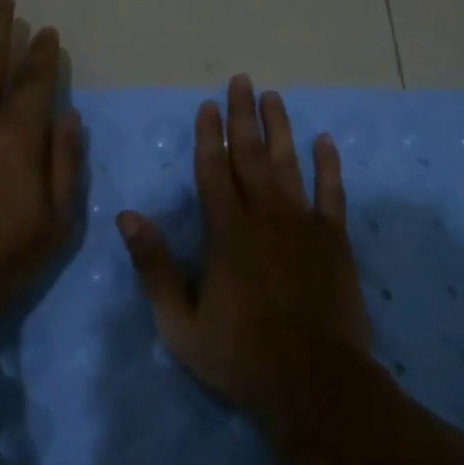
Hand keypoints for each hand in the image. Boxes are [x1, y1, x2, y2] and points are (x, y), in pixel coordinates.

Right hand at [115, 75, 374, 425]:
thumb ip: (155, 267)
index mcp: (226, 234)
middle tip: (241, 81)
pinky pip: (333, 193)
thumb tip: (128, 217)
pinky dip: (329, 165)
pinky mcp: (335, 240)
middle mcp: (265, 217)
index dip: (208, 136)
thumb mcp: (180, 323)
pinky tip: (325, 141)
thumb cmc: (240, 356)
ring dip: (281, 129)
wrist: (314, 383)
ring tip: (274, 97)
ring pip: (289, 165)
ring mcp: (304, 225)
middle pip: (251, 156)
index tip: (207, 105)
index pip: (213, 171)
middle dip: (243, 116)